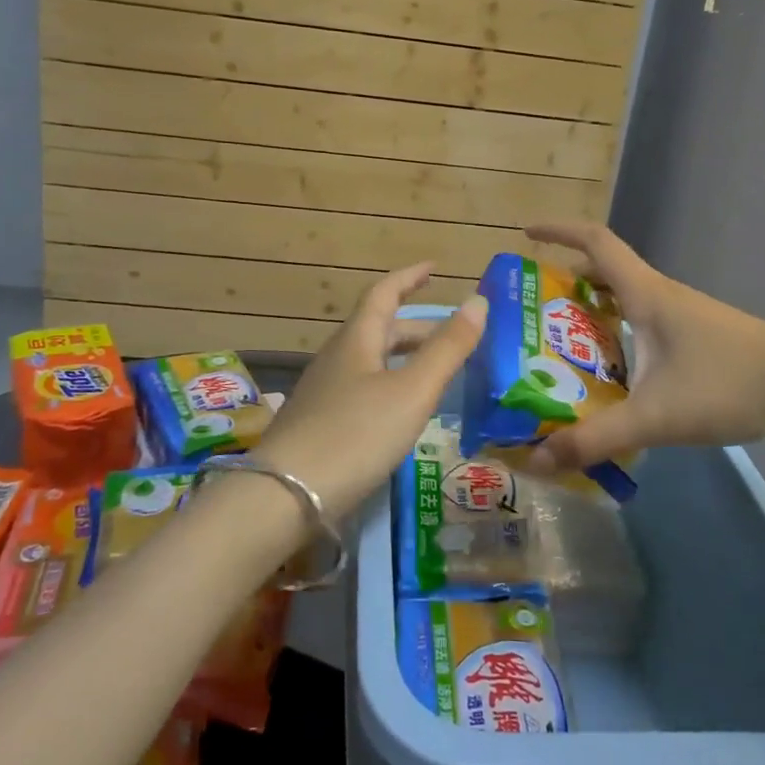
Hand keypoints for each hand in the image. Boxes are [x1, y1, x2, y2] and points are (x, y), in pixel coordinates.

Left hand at [251, 263, 486, 516]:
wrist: (285, 496)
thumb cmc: (355, 434)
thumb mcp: (412, 391)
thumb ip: (447, 349)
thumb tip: (478, 301)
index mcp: (357, 340)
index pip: (383, 293)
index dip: (409, 277)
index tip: (433, 267)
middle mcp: (337, 358)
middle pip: (379, 329)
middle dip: (418, 327)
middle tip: (454, 335)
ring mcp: (324, 392)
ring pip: (371, 360)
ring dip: (404, 357)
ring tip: (435, 372)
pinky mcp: (319, 423)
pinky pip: (363, 388)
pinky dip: (390, 385)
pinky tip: (401, 411)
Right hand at [523, 223, 764, 471]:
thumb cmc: (730, 385)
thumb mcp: (656, 416)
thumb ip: (596, 439)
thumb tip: (538, 459)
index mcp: (646, 295)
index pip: (596, 242)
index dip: (558, 232)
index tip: (526, 234)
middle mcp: (662, 296)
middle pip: (604, 272)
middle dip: (565, 283)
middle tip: (532, 314)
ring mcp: (684, 317)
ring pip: (625, 301)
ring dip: (591, 312)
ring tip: (561, 348)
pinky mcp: (698, 339)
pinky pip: (644, 324)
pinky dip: (618, 334)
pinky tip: (613, 375)